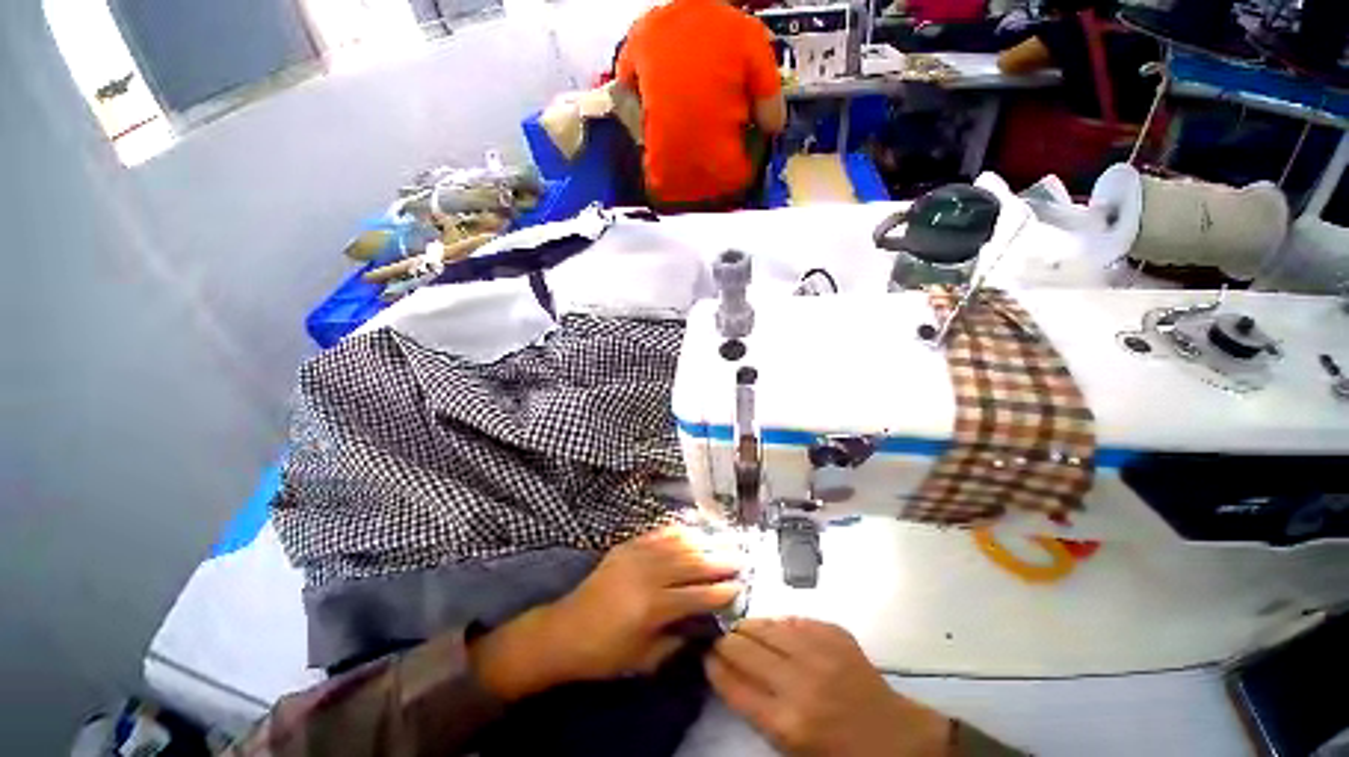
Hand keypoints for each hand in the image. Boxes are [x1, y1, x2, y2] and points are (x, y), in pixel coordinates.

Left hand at [470, 527, 742, 699]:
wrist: (565, 630)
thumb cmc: (605, 653)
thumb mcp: (644, 659)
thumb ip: (677, 639)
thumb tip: (703, 623)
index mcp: (651, 608)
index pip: (696, 595)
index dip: (721, 591)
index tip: (740, 587)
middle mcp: (647, 575)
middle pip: (691, 562)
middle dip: (720, 559)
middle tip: (742, 557)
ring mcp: (636, 555)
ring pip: (678, 543)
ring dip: (704, 541)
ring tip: (724, 540)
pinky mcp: (627, 545)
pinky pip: (658, 533)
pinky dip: (679, 530)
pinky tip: (693, 530)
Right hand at [707, 618, 951, 756]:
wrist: (895, 737)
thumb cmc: (840, 752)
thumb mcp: (792, 747)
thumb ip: (758, 709)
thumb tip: (729, 672)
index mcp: (788, 723)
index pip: (734, 685)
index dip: (714, 666)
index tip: (704, 655)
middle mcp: (799, 683)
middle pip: (745, 650)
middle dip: (725, 641)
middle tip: (717, 638)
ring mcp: (819, 652)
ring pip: (766, 626)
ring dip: (747, 627)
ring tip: (740, 629)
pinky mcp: (834, 633)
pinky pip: (792, 619)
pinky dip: (776, 624)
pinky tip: (772, 628)